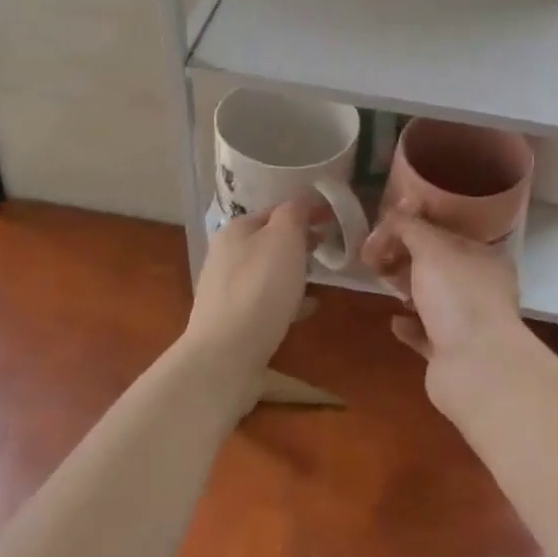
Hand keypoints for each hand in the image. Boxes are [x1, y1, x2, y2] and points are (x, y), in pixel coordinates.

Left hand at [183, 201, 311, 374]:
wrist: (225, 356)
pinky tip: (306, 309)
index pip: (275, 209)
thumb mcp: (284, 238)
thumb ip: (294, 213)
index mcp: (236, 229)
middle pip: (268, 240)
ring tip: (319, 278)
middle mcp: (225, 254)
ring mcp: (226, 289)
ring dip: (292, 271)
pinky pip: (265, 301)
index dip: (305, 211)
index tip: (332, 219)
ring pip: (266, 271)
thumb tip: (302, 201)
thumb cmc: (259, 288)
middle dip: (298, 241)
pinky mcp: (231, 320)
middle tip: (327, 247)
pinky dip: (286, 300)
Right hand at [382, 213, 532, 390]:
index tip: (386, 228)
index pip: (448, 232)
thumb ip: (410, 227)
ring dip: (408, 289)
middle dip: (407, 258)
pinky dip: (410, 325)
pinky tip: (394, 320)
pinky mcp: (452, 354)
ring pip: (433, 299)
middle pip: (439, 265)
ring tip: (382, 280)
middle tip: (376, 255)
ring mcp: (469, 322)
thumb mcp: (431, 248)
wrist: (475, 368)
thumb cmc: (458, 296)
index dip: (416, 226)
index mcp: (485, 257)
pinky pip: (426, 333)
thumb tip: (393, 216)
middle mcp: (481, 287)